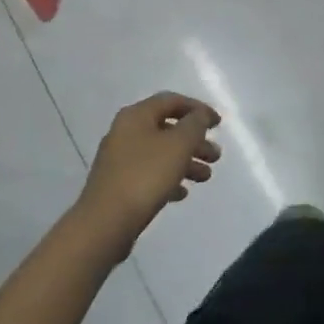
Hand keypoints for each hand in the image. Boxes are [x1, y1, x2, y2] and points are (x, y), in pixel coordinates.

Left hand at [77, 92, 221, 245]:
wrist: (105, 223)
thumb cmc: (145, 176)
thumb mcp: (179, 144)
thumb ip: (195, 124)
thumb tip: (199, 115)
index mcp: (136, 116)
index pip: (171, 101)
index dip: (197, 108)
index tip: (218, 124)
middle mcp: (124, 132)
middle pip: (167, 129)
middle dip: (195, 140)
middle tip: (216, 155)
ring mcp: (119, 160)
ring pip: (160, 153)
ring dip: (186, 161)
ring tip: (206, 177)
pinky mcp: (118, 185)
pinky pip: (149, 175)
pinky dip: (168, 179)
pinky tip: (182, 193)